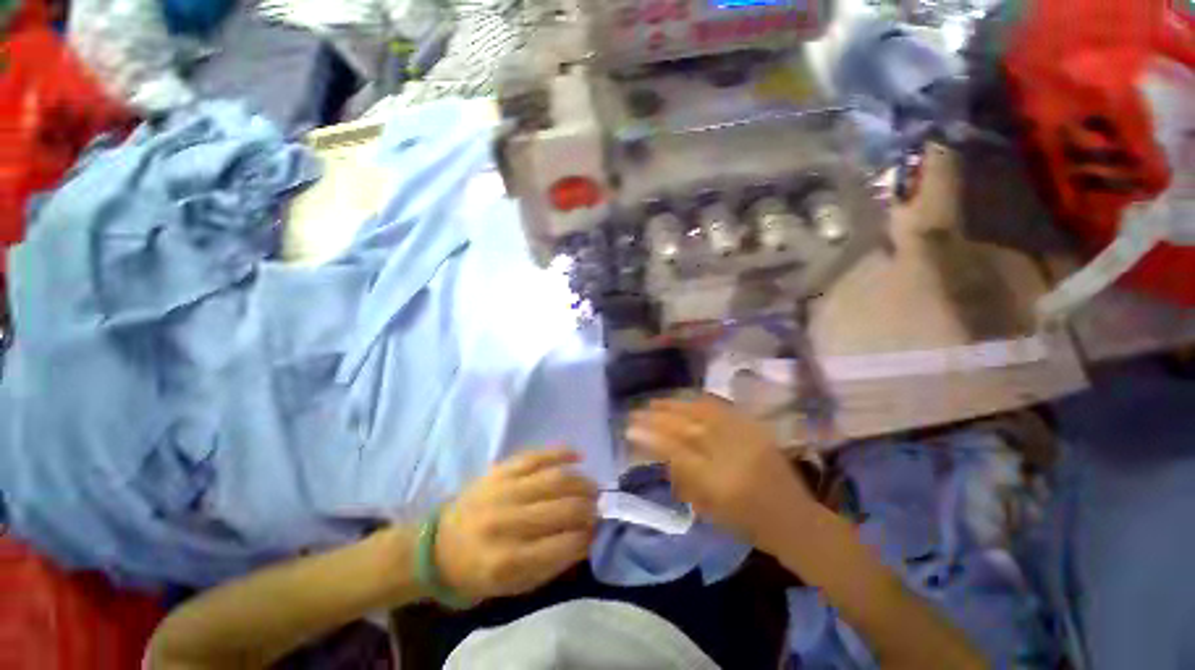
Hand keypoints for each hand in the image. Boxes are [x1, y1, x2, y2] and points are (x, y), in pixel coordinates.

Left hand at [436, 449, 597, 601]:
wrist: (437, 546)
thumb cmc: (477, 572)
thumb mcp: (513, 586)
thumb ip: (552, 563)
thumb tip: (587, 538)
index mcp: (507, 561)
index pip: (564, 544)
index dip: (588, 537)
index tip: (599, 533)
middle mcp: (507, 522)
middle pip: (564, 509)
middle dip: (590, 508)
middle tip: (600, 509)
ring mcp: (503, 490)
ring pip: (556, 479)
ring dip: (582, 482)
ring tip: (593, 488)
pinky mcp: (500, 469)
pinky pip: (537, 455)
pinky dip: (561, 452)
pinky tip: (579, 455)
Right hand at [628, 395, 814, 549]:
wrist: (794, 519)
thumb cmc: (747, 522)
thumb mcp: (708, 509)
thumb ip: (682, 480)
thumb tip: (659, 453)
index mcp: (716, 482)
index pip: (673, 451)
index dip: (649, 437)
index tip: (628, 429)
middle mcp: (729, 454)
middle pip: (684, 428)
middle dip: (656, 418)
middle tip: (635, 412)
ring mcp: (743, 436)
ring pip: (700, 412)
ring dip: (674, 405)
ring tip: (654, 402)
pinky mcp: (754, 427)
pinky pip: (721, 408)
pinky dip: (698, 401)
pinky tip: (686, 398)